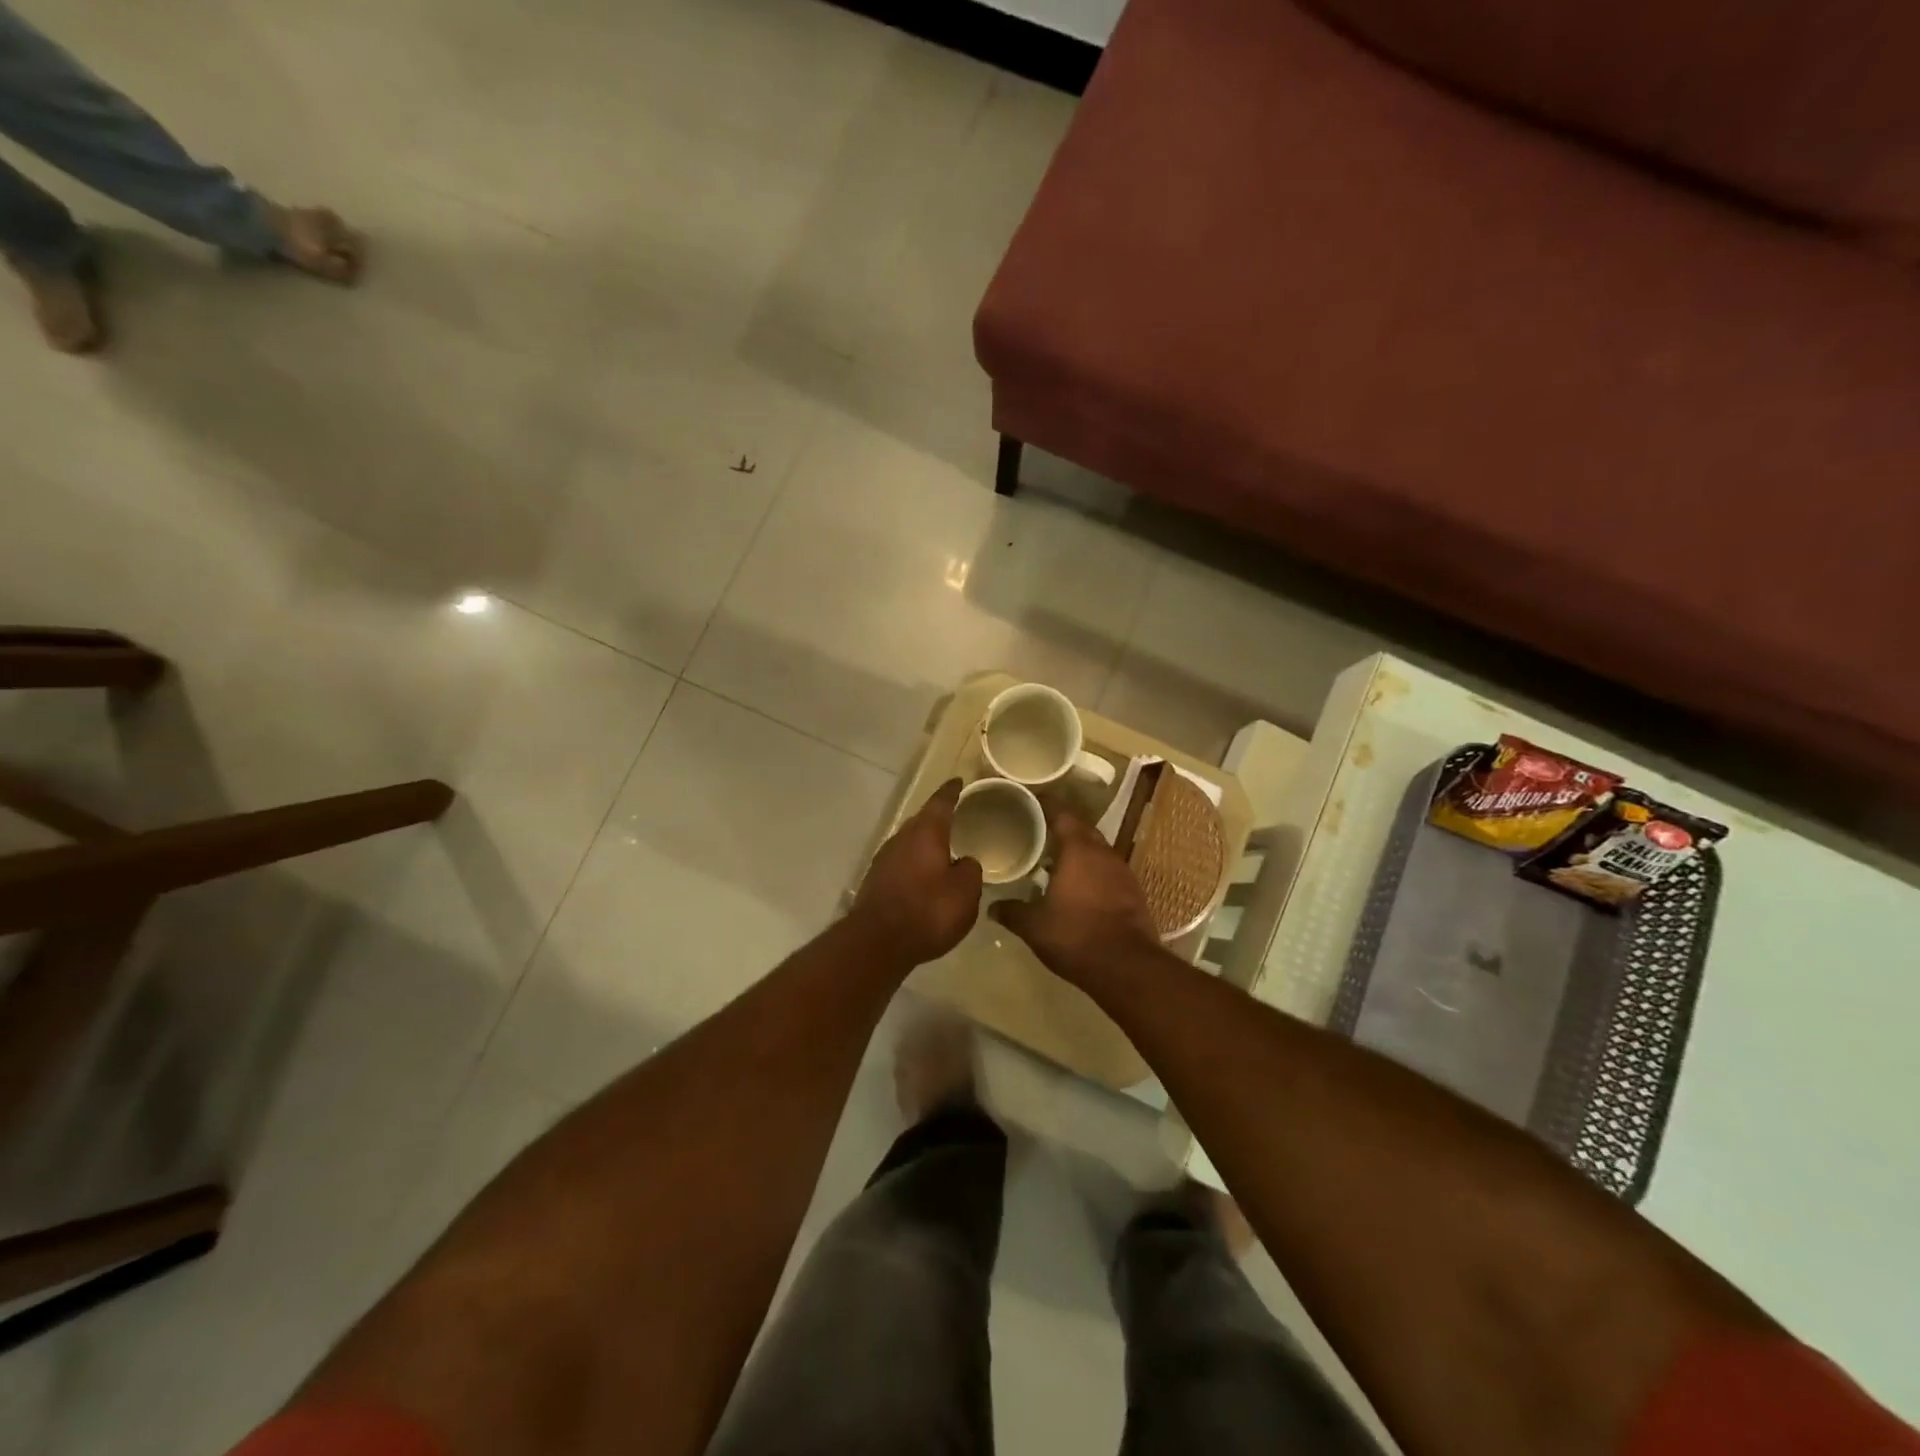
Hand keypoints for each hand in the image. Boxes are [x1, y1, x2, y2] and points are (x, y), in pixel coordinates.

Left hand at [851, 779, 984, 965]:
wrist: (878, 942)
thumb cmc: (928, 911)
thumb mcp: (966, 892)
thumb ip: (970, 871)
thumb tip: (964, 862)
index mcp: (926, 833)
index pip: (941, 802)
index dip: (951, 792)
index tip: (958, 781)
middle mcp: (901, 839)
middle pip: (922, 822)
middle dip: (937, 819)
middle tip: (955, 818)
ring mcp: (884, 860)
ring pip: (909, 843)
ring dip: (925, 845)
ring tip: (942, 851)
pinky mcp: (875, 882)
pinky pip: (901, 864)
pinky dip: (914, 865)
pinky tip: (924, 879)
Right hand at [992, 805, 1157, 986]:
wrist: (1127, 966)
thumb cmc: (1076, 936)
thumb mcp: (1035, 926)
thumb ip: (1012, 912)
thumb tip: (992, 907)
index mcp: (1078, 850)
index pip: (1061, 814)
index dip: (1047, 804)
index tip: (1032, 799)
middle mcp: (1103, 852)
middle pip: (1082, 828)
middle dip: (1063, 826)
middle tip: (1040, 829)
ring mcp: (1122, 870)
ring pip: (1098, 849)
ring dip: (1080, 850)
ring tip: (1057, 859)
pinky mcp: (1133, 891)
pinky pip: (1109, 869)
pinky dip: (1093, 870)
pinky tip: (1080, 886)